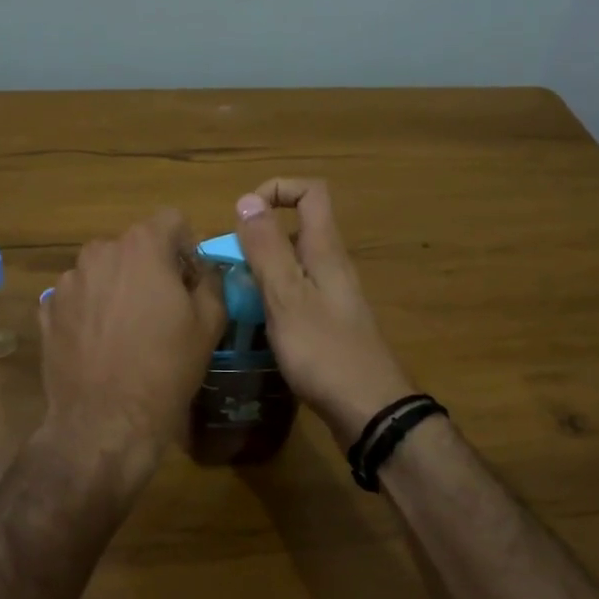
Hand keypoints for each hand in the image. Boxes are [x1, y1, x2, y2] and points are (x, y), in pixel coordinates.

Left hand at [38, 209, 226, 484]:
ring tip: (129, 329)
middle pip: (134, 245)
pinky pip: (79, 297)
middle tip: (164, 307)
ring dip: (118, 287)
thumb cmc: (165, 368)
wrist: (105, 420)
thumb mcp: (209, 323)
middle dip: (151, 266)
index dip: (187, 246)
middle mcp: (99, 252)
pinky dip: (92, 310)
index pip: (171, 220)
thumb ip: (211, 282)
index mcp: (141, 246)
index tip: (191, 279)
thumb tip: (204, 270)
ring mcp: (67, 281)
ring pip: (103, 271)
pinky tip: (102, 344)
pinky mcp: (48, 310)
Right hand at [234, 180, 414, 448]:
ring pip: (294, 263)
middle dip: (260, 235)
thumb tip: (247, 200)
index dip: (277, 189)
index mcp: (325, 250)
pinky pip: (297, 293)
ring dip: (263, 268)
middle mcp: (332, 266)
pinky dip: (273, 296)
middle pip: (299, 228)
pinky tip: (256, 323)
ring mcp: (333, 296)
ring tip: (235, 293)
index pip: (310, 193)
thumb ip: (266, 248)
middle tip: (231, 262)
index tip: (244, 214)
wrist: (368, 409)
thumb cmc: (323, 351)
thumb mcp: (286, 296)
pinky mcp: (329, 323)